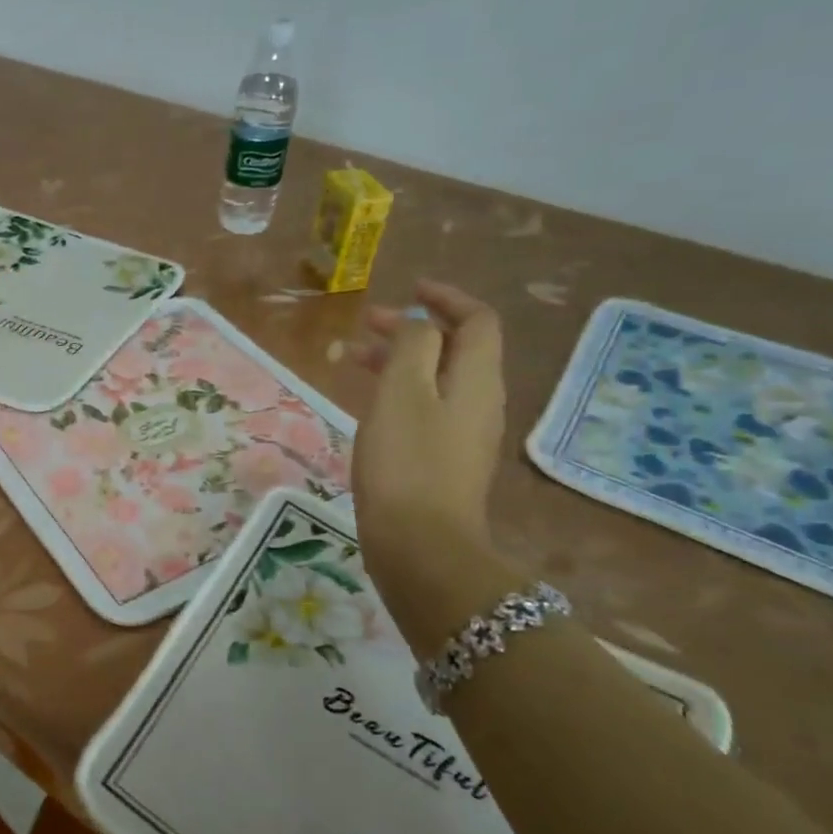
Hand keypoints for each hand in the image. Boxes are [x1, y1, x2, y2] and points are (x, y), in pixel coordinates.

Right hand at [351, 281, 506, 632]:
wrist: (421, 544)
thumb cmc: (406, 461)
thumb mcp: (402, 391)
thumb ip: (411, 345)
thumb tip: (417, 324)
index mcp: (476, 379)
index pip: (477, 321)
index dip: (446, 298)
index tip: (409, 289)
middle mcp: (479, 401)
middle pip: (454, 348)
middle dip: (412, 328)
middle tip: (365, 323)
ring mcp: (464, 434)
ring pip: (436, 379)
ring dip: (400, 359)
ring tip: (353, 359)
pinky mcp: (445, 460)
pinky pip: (426, 408)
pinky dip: (398, 391)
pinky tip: (368, 403)